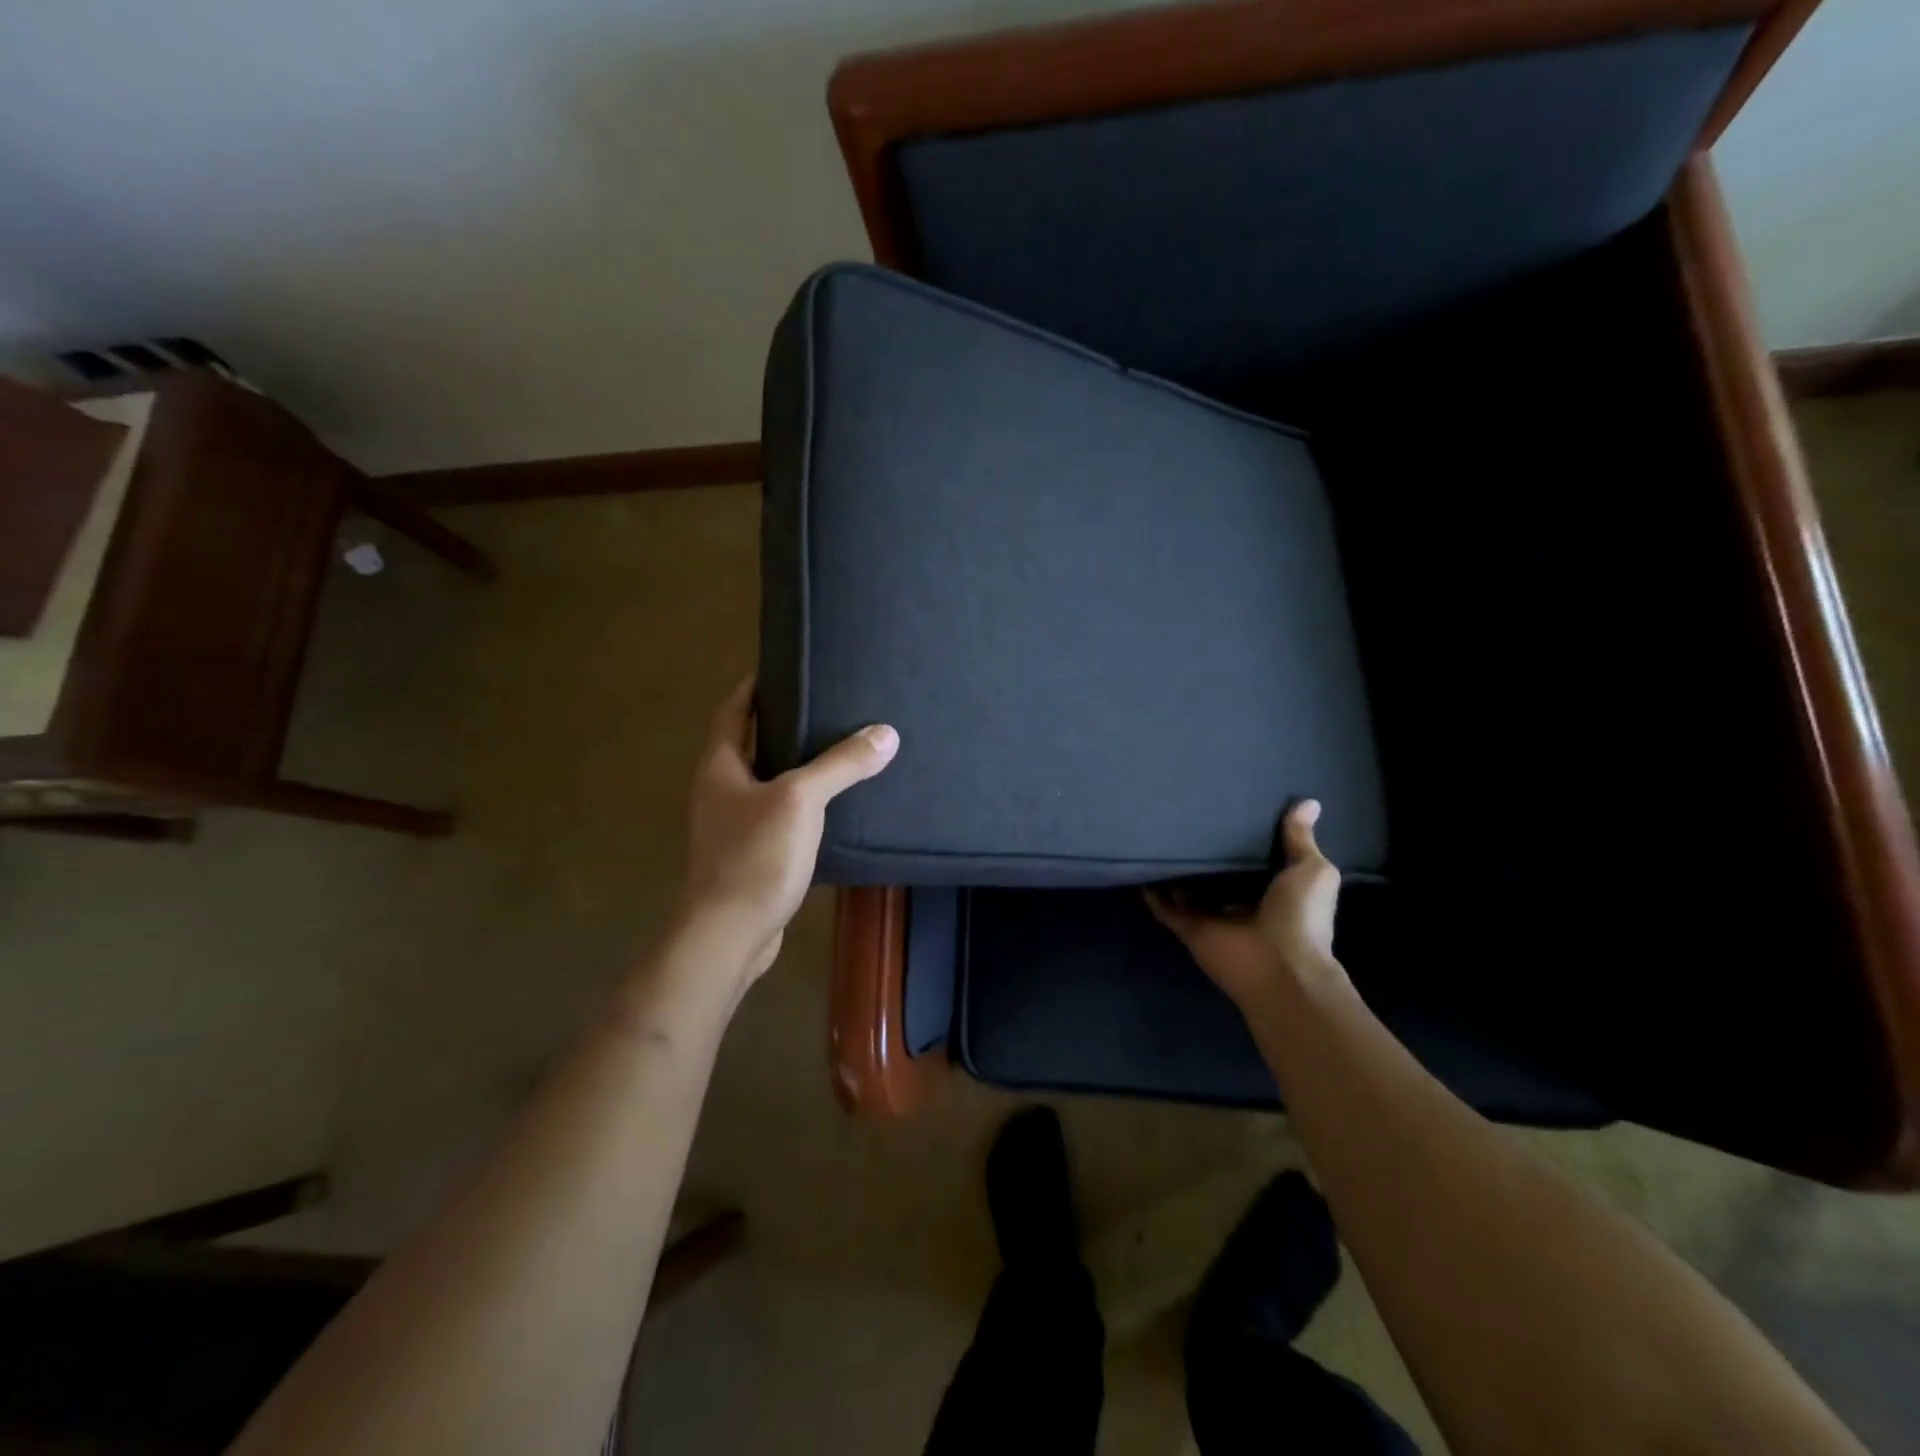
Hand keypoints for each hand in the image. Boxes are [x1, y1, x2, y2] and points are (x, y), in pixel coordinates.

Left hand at [679, 677, 898, 981]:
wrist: (730, 934)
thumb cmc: (755, 855)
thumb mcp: (801, 800)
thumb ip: (841, 764)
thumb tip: (885, 733)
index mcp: (721, 766)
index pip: (734, 711)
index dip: (754, 686)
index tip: (783, 667)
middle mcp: (720, 791)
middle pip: (750, 744)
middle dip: (782, 724)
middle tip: (824, 705)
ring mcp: (733, 826)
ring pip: (767, 782)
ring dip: (795, 765)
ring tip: (837, 749)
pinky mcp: (751, 855)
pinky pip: (779, 815)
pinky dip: (803, 803)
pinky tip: (835, 806)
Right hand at [1148, 800, 1345, 1010]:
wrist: (1278, 967)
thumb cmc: (1301, 918)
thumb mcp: (1312, 871)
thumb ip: (1301, 840)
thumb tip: (1309, 802)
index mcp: (1273, 890)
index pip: (1253, 859)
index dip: (1242, 836)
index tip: (1228, 806)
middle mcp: (1241, 902)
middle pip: (1217, 873)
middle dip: (1205, 851)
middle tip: (1186, 814)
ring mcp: (1212, 916)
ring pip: (1187, 887)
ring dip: (1176, 868)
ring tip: (1158, 832)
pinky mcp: (1188, 927)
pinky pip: (1164, 906)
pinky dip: (1152, 890)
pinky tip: (1140, 863)